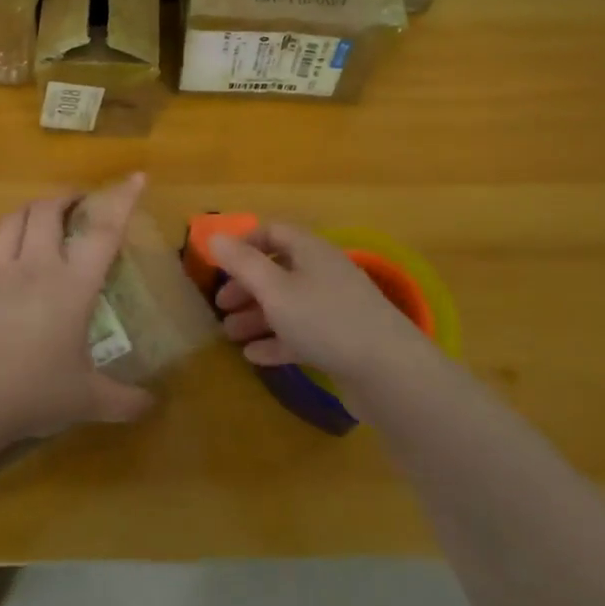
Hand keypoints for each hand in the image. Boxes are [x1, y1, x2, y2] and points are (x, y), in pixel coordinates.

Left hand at [0, 174, 155, 444]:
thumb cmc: (34, 394)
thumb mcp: (87, 400)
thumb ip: (124, 400)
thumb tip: (153, 406)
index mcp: (73, 286)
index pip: (103, 231)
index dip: (122, 200)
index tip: (136, 178)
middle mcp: (37, 267)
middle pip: (49, 210)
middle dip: (67, 198)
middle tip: (80, 205)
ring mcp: (0, 272)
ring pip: (15, 218)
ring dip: (34, 208)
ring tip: (45, 215)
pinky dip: (3, 228)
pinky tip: (8, 236)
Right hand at [209, 224, 427, 388]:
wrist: (390, 373)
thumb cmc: (326, 321)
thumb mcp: (276, 290)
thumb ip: (243, 264)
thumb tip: (214, 237)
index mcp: (311, 251)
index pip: (274, 232)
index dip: (245, 243)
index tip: (219, 264)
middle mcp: (324, 273)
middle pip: (278, 270)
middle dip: (246, 286)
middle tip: (221, 306)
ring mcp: (335, 308)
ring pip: (288, 304)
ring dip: (257, 317)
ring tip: (231, 335)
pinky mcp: (342, 341)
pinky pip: (302, 334)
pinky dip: (277, 342)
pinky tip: (255, 357)